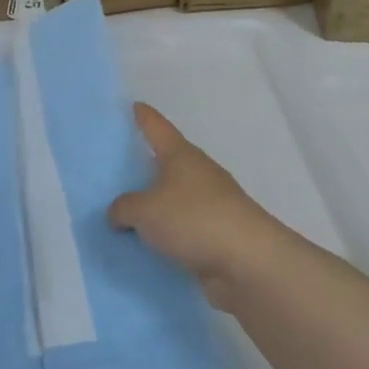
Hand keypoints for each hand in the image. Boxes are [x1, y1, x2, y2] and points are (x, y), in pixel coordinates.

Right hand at [109, 104, 298, 311]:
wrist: (249, 262)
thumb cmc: (194, 220)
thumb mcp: (144, 211)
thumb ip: (123, 208)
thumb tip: (120, 213)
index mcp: (182, 156)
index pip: (158, 128)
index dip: (145, 117)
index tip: (134, 106)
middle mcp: (199, 174)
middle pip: (170, 162)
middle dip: (148, 163)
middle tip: (120, 165)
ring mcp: (213, 204)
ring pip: (177, 196)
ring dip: (158, 202)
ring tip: (130, 210)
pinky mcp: (219, 233)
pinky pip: (184, 226)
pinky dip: (168, 230)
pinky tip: (150, 241)